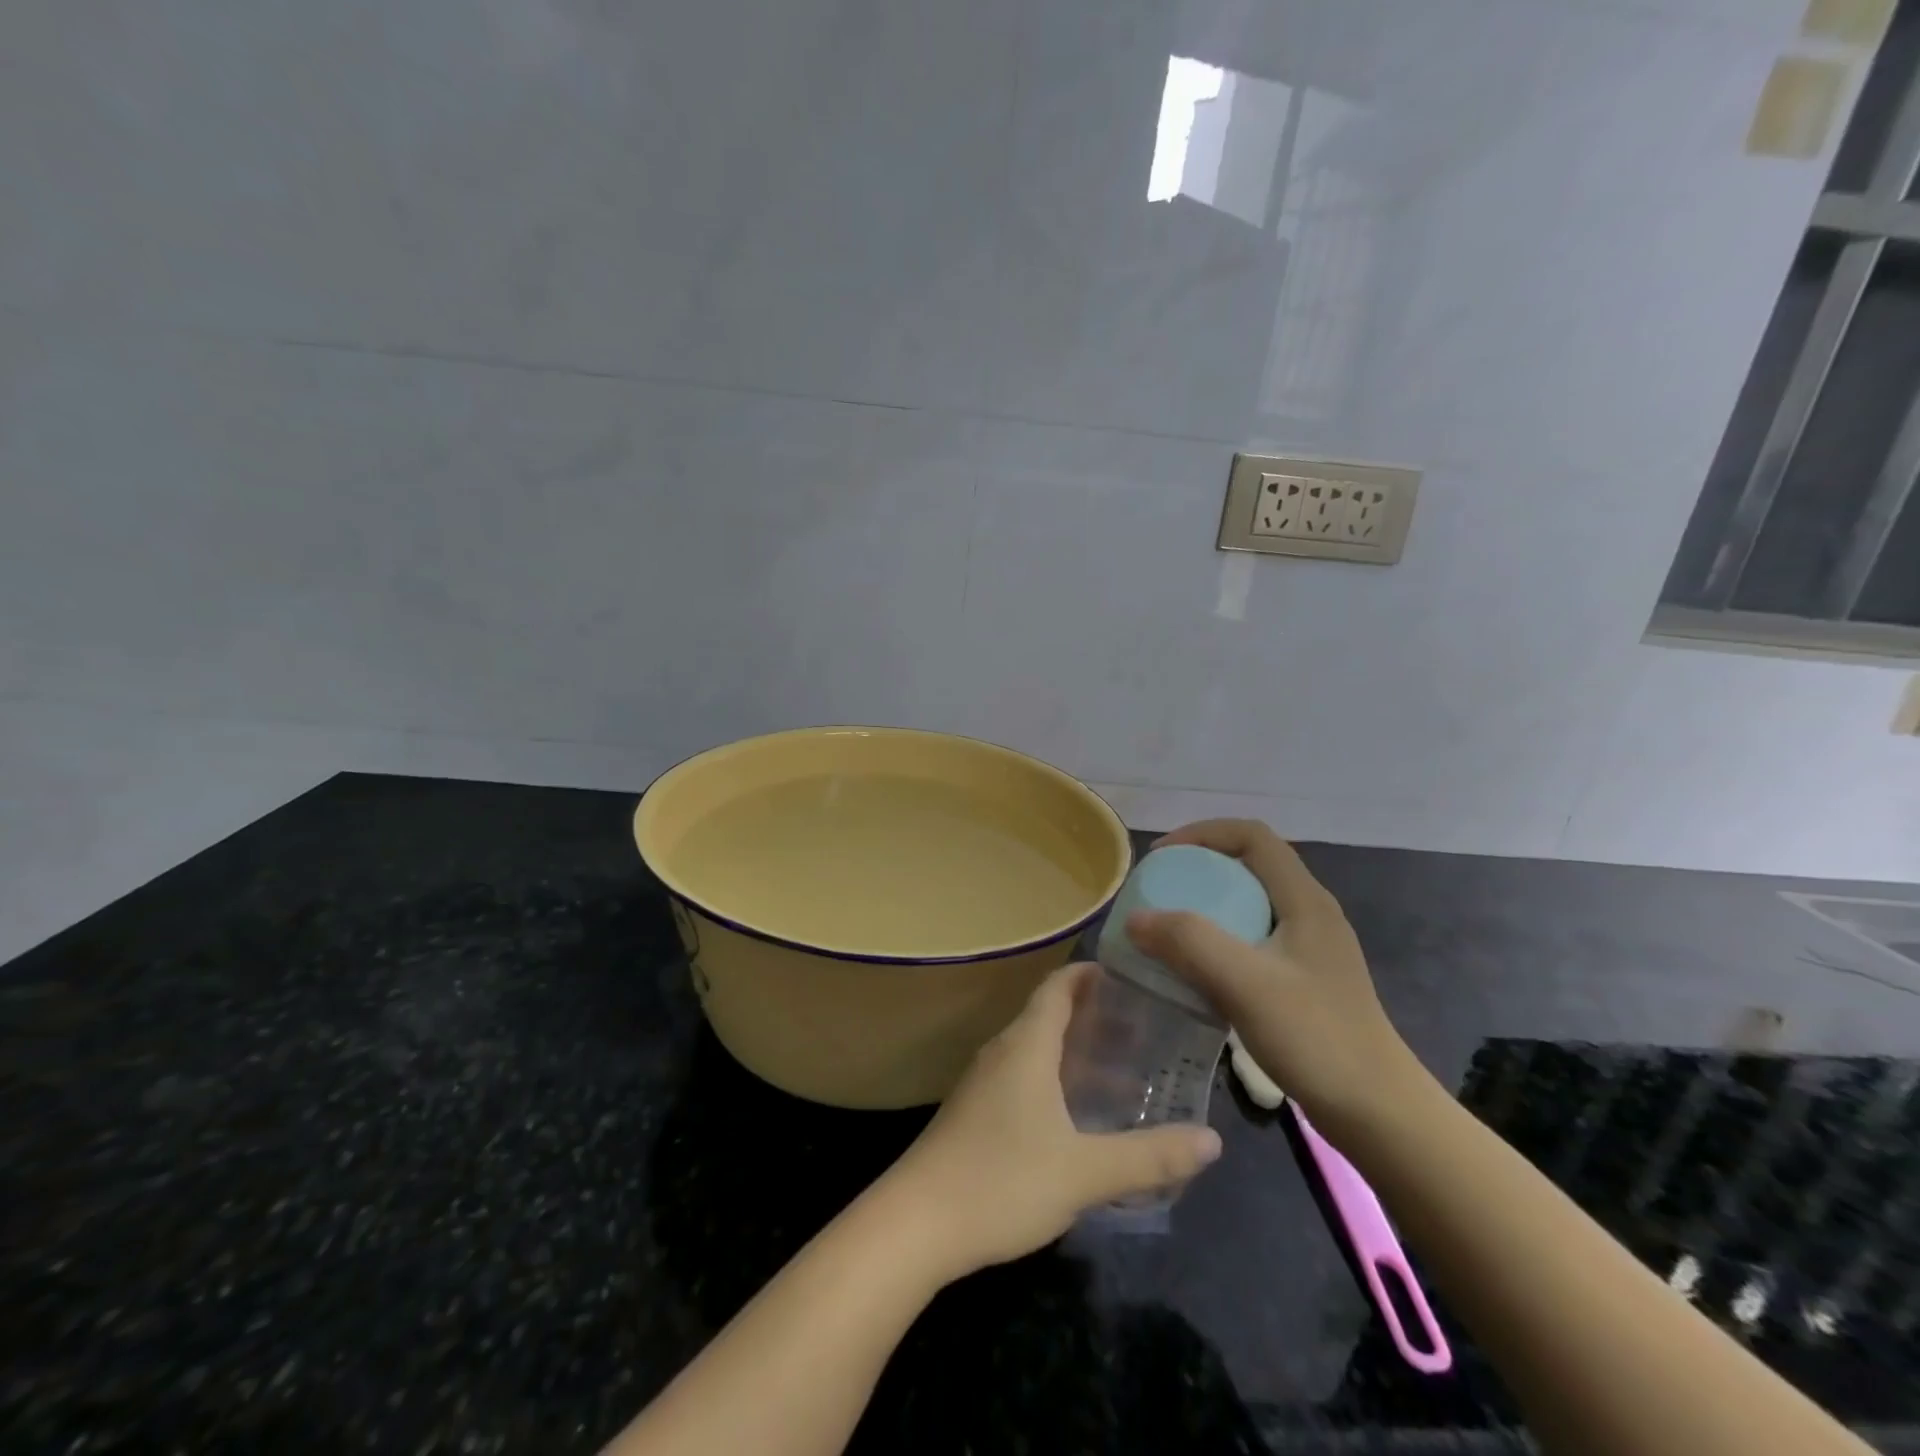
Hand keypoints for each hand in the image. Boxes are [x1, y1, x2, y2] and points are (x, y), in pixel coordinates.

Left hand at [884, 962, 1222, 1275]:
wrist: (916, 1223)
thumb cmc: (1002, 1181)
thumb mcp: (1085, 1172)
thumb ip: (1149, 1157)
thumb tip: (1212, 1140)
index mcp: (1026, 1046)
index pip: (1057, 988)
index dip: (1088, 975)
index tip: (1126, 976)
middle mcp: (1002, 1052)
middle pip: (1048, 1016)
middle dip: (1092, 1016)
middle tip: (1142, 1030)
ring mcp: (983, 1082)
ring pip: (1035, 1050)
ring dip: (1074, 1052)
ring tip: (1121, 1073)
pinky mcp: (973, 1112)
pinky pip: (1021, 1076)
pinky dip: (1054, 1079)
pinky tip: (1076, 1116)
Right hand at [1127, 819, 1420, 1139]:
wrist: (1379, 1114)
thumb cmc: (1316, 1038)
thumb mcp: (1244, 984)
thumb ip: (1188, 943)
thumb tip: (1134, 918)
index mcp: (1304, 900)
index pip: (1252, 836)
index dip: (1202, 833)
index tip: (1161, 859)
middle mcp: (1310, 913)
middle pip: (1249, 865)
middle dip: (1199, 868)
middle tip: (1158, 892)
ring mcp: (1310, 949)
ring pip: (1249, 904)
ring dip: (1207, 906)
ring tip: (1168, 928)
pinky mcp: (1305, 979)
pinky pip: (1252, 939)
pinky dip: (1218, 940)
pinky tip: (1197, 971)